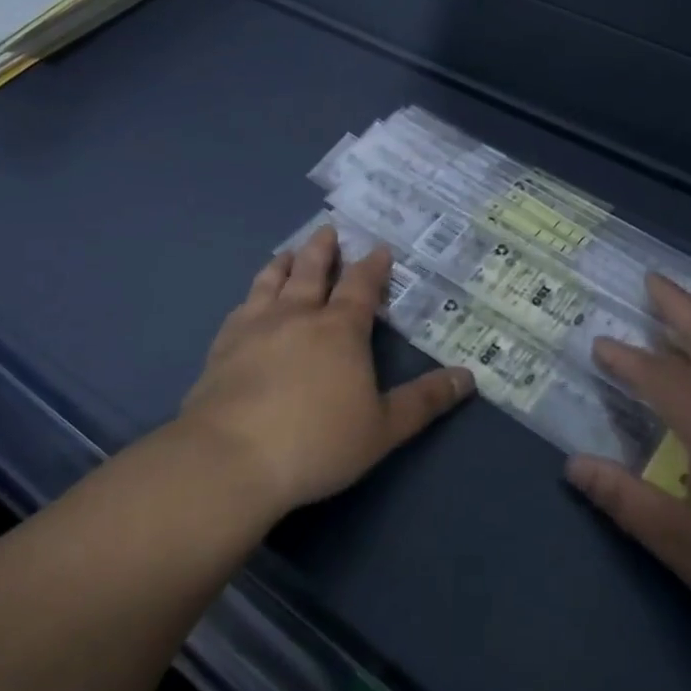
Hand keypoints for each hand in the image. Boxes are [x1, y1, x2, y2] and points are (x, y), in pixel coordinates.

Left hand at [177, 224, 473, 516]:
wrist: (230, 459)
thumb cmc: (317, 442)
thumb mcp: (383, 428)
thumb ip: (424, 401)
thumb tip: (468, 377)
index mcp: (340, 329)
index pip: (361, 286)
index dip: (372, 266)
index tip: (379, 249)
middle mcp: (297, 316)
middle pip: (312, 271)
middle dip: (323, 250)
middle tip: (328, 231)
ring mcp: (255, 328)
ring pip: (271, 282)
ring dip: (283, 263)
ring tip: (287, 252)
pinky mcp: (222, 347)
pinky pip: (240, 308)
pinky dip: (250, 296)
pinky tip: (248, 302)